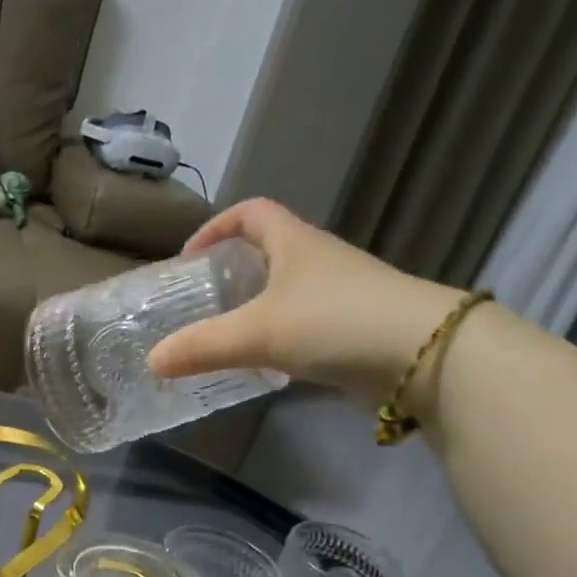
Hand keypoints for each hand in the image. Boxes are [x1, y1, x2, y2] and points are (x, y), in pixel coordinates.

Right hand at [147, 199, 466, 405]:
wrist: (425, 354)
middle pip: (268, 251)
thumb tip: (152, 361)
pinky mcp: (355, 327)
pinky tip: (265, 364)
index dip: (216, 227)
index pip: (250, 213)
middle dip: (231, 272)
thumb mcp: (257, 333)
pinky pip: (305, 323)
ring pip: (287, 291)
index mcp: (294, 242)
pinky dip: (280, 337)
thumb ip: (201, 346)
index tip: (188, 259)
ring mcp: (341, 293)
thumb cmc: (334, 322)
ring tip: (225, 336)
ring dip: (255, 307)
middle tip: (201, 302)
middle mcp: (319, 260)